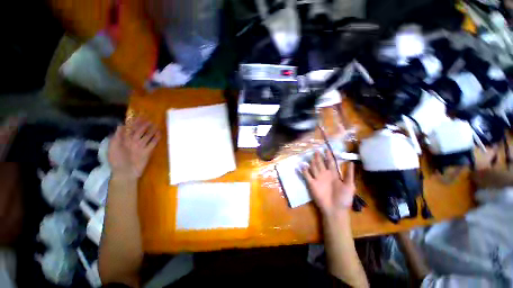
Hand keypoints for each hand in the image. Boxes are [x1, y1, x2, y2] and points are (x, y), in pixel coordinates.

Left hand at [108, 117, 160, 179]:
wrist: (125, 173)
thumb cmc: (117, 161)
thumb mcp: (113, 148)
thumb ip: (117, 137)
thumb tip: (121, 125)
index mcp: (124, 140)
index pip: (130, 129)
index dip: (134, 122)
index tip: (139, 116)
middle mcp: (134, 142)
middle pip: (140, 131)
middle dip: (144, 124)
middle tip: (149, 118)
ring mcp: (142, 146)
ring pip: (147, 136)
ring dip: (151, 130)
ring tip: (156, 124)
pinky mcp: (148, 151)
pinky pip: (153, 143)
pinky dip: (156, 138)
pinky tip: (160, 133)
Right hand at [302, 151, 354, 216]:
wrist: (335, 209)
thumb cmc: (344, 198)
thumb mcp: (350, 186)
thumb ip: (349, 174)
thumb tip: (352, 162)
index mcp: (334, 174)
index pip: (330, 162)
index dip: (329, 156)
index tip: (327, 149)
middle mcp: (325, 175)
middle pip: (320, 163)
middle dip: (319, 157)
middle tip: (316, 150)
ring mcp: (317, 179)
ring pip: (313, 167)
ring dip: (312, 162)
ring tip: (310, 156)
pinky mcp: (312, 184)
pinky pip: (307, 175)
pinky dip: (304, 170)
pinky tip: (302, 165)